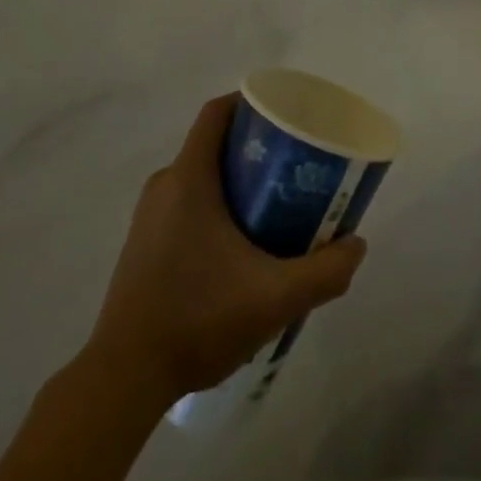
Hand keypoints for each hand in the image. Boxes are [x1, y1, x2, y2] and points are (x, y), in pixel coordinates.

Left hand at [88, 94, 366, 401]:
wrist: (124, 378)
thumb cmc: (198, 320)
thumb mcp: (276, 298)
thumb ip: (325, 272)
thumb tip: (356, 244)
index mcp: (189, 179)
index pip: (217, 113)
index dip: (251, 102)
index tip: (286, 116)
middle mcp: (165, 186)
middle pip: (214, 143)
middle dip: (256, 148)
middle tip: (295, 168)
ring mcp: (149, 216)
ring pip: (201, 176)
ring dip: (238, 181)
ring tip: (277, 207)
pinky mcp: (143, 243)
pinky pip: (186, 203)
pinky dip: (217, 206)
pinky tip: (242, 246)